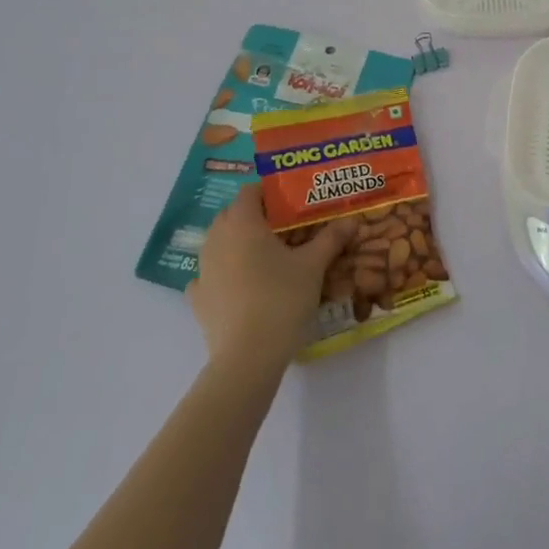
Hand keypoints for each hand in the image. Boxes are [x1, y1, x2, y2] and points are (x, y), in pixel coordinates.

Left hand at [186, 184, 356, 369]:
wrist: (248, 356)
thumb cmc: (282, 299)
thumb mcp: (314, 265)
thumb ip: (331, 238)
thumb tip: (351, 220)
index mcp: (242, 223)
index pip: (250, 191)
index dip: (271, 192)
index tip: (293, 201)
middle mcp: (216, 239)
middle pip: (233, 214)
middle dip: (256, 215)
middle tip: (286, 226)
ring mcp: (202, 270)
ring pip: (219, 243)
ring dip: (239, 242)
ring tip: (268, 255)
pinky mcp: (197, 299)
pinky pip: (211, 274)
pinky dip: (225, 272)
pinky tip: (242, 284)